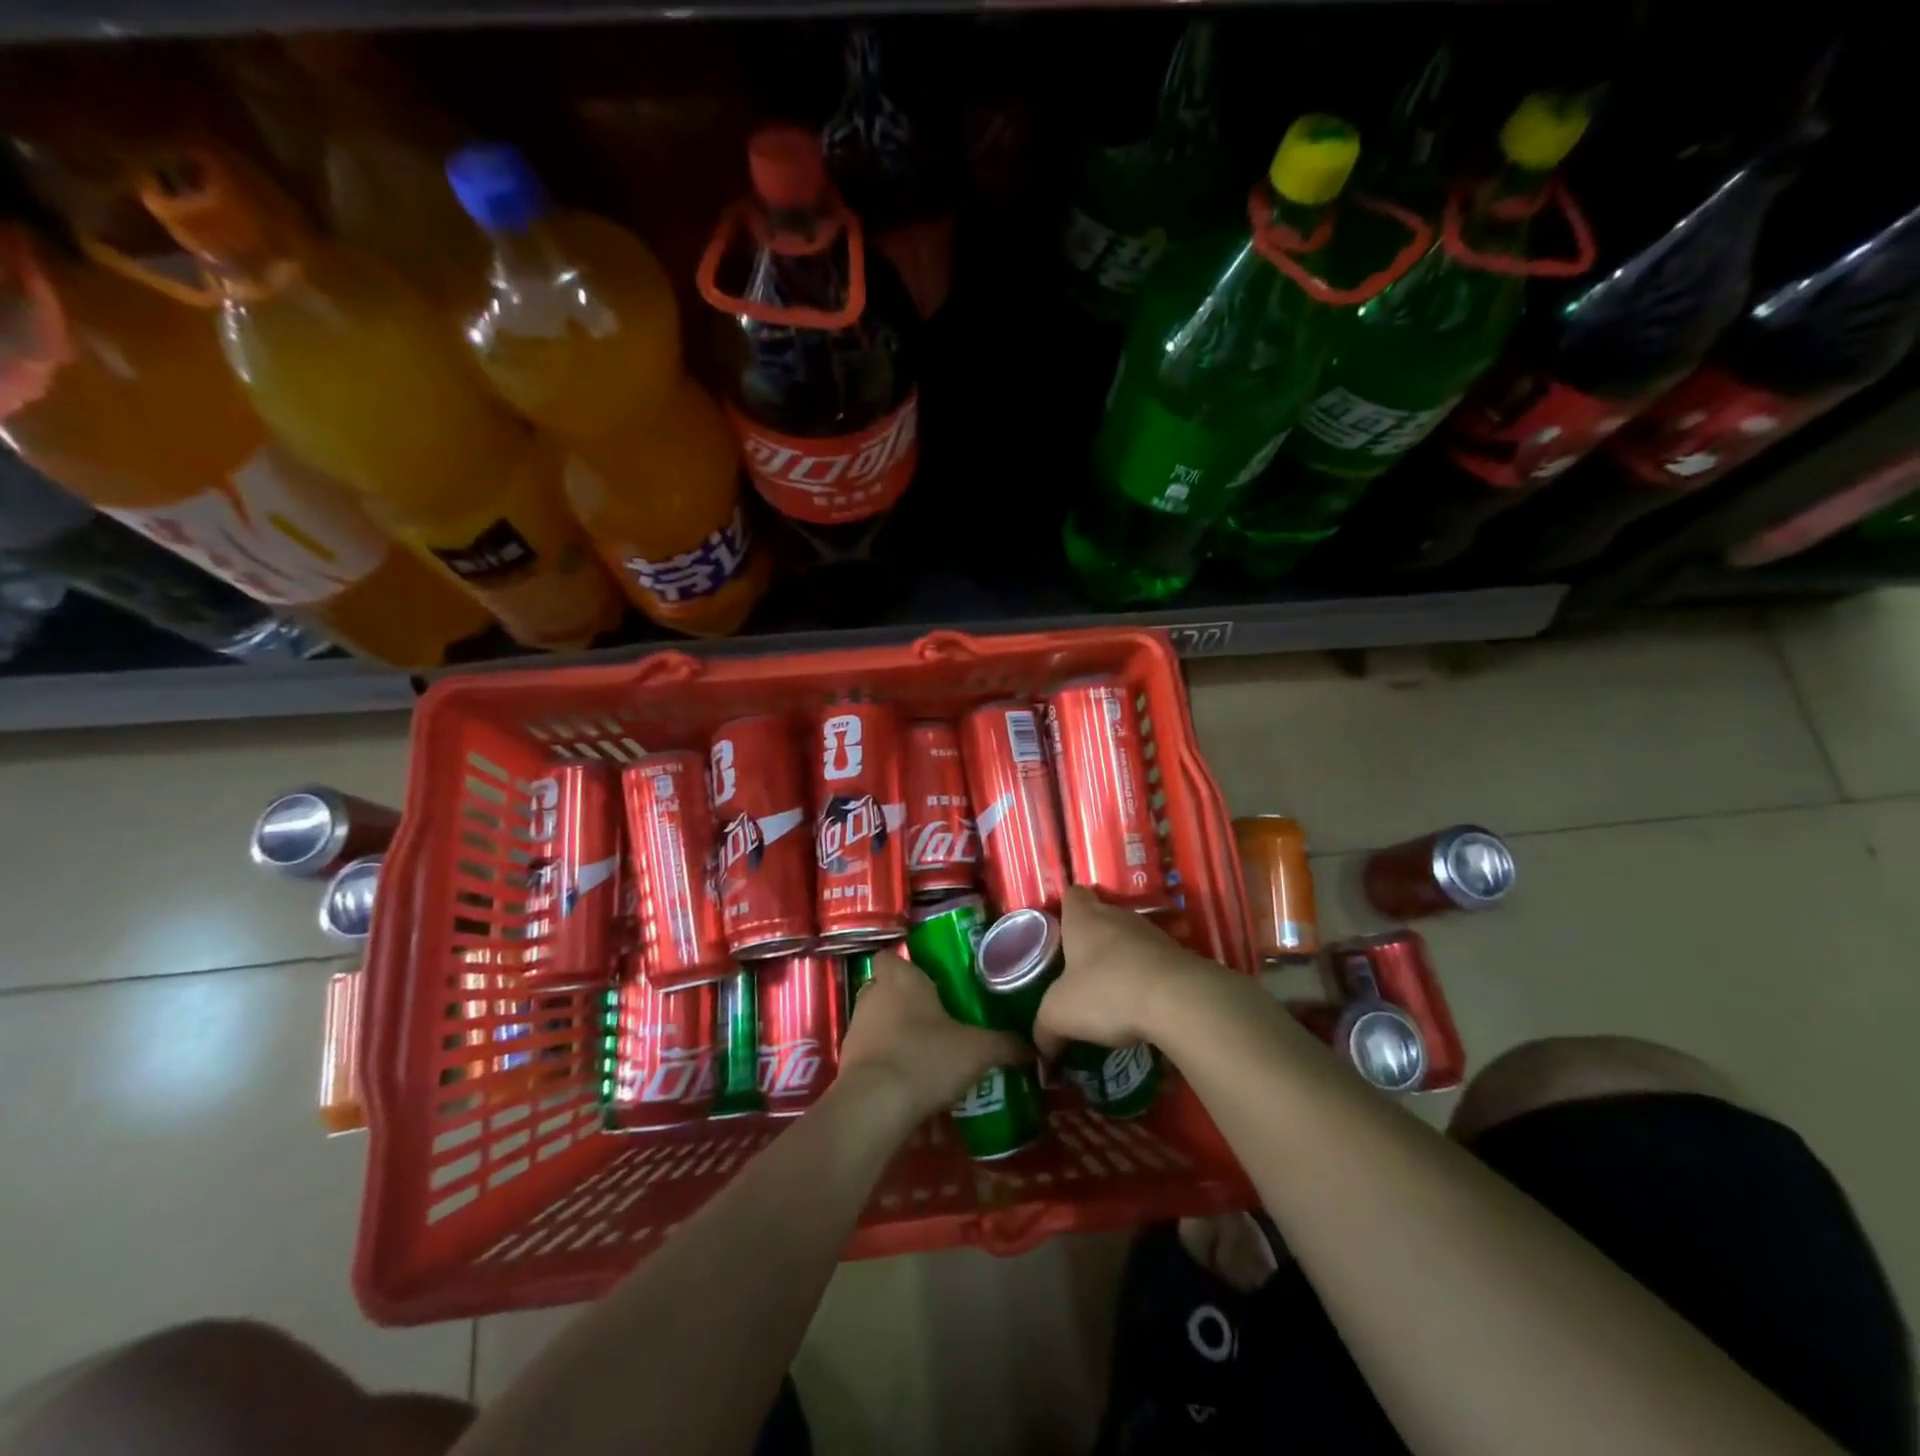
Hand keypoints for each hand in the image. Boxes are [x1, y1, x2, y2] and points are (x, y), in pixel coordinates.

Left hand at [837, 953, 1028, 1122]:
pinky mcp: (847, 1063)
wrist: (874, 1106)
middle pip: (885, 989)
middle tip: (935, 1018)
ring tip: (926, 1054)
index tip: (929, 981)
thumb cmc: (926, 1058)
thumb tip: (1033, 1047)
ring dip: (894, 1034)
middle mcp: (874, 996)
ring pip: (876, 1022)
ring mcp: (856, 1029)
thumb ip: (1006, 1045)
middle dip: (905, 1002)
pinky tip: (910, 1083)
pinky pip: (870, 1055)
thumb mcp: (978, 1051)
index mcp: (902, 979)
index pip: (891, 956)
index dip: (906, 966)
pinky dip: (886, 1064)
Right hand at [1033, 887, 1217, 1057]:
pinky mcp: (1179, 956)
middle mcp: (1117, 916)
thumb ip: (1044, 1028)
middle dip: (1091, 942)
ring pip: (1128, 941)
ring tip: (1110, 995)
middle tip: (1080, 974)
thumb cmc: (1107, 991)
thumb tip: (1042, 1048)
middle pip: (1100, 918)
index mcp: (1084, 917)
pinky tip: (1139, 1007)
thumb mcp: (1060, 1014)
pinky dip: (1145, 979)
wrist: (1180, 1000)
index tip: (1060, 934)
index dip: (1065, 910)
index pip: (1072, 895)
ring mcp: (1152, 933)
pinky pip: (1153, 963)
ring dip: (1120, 962)